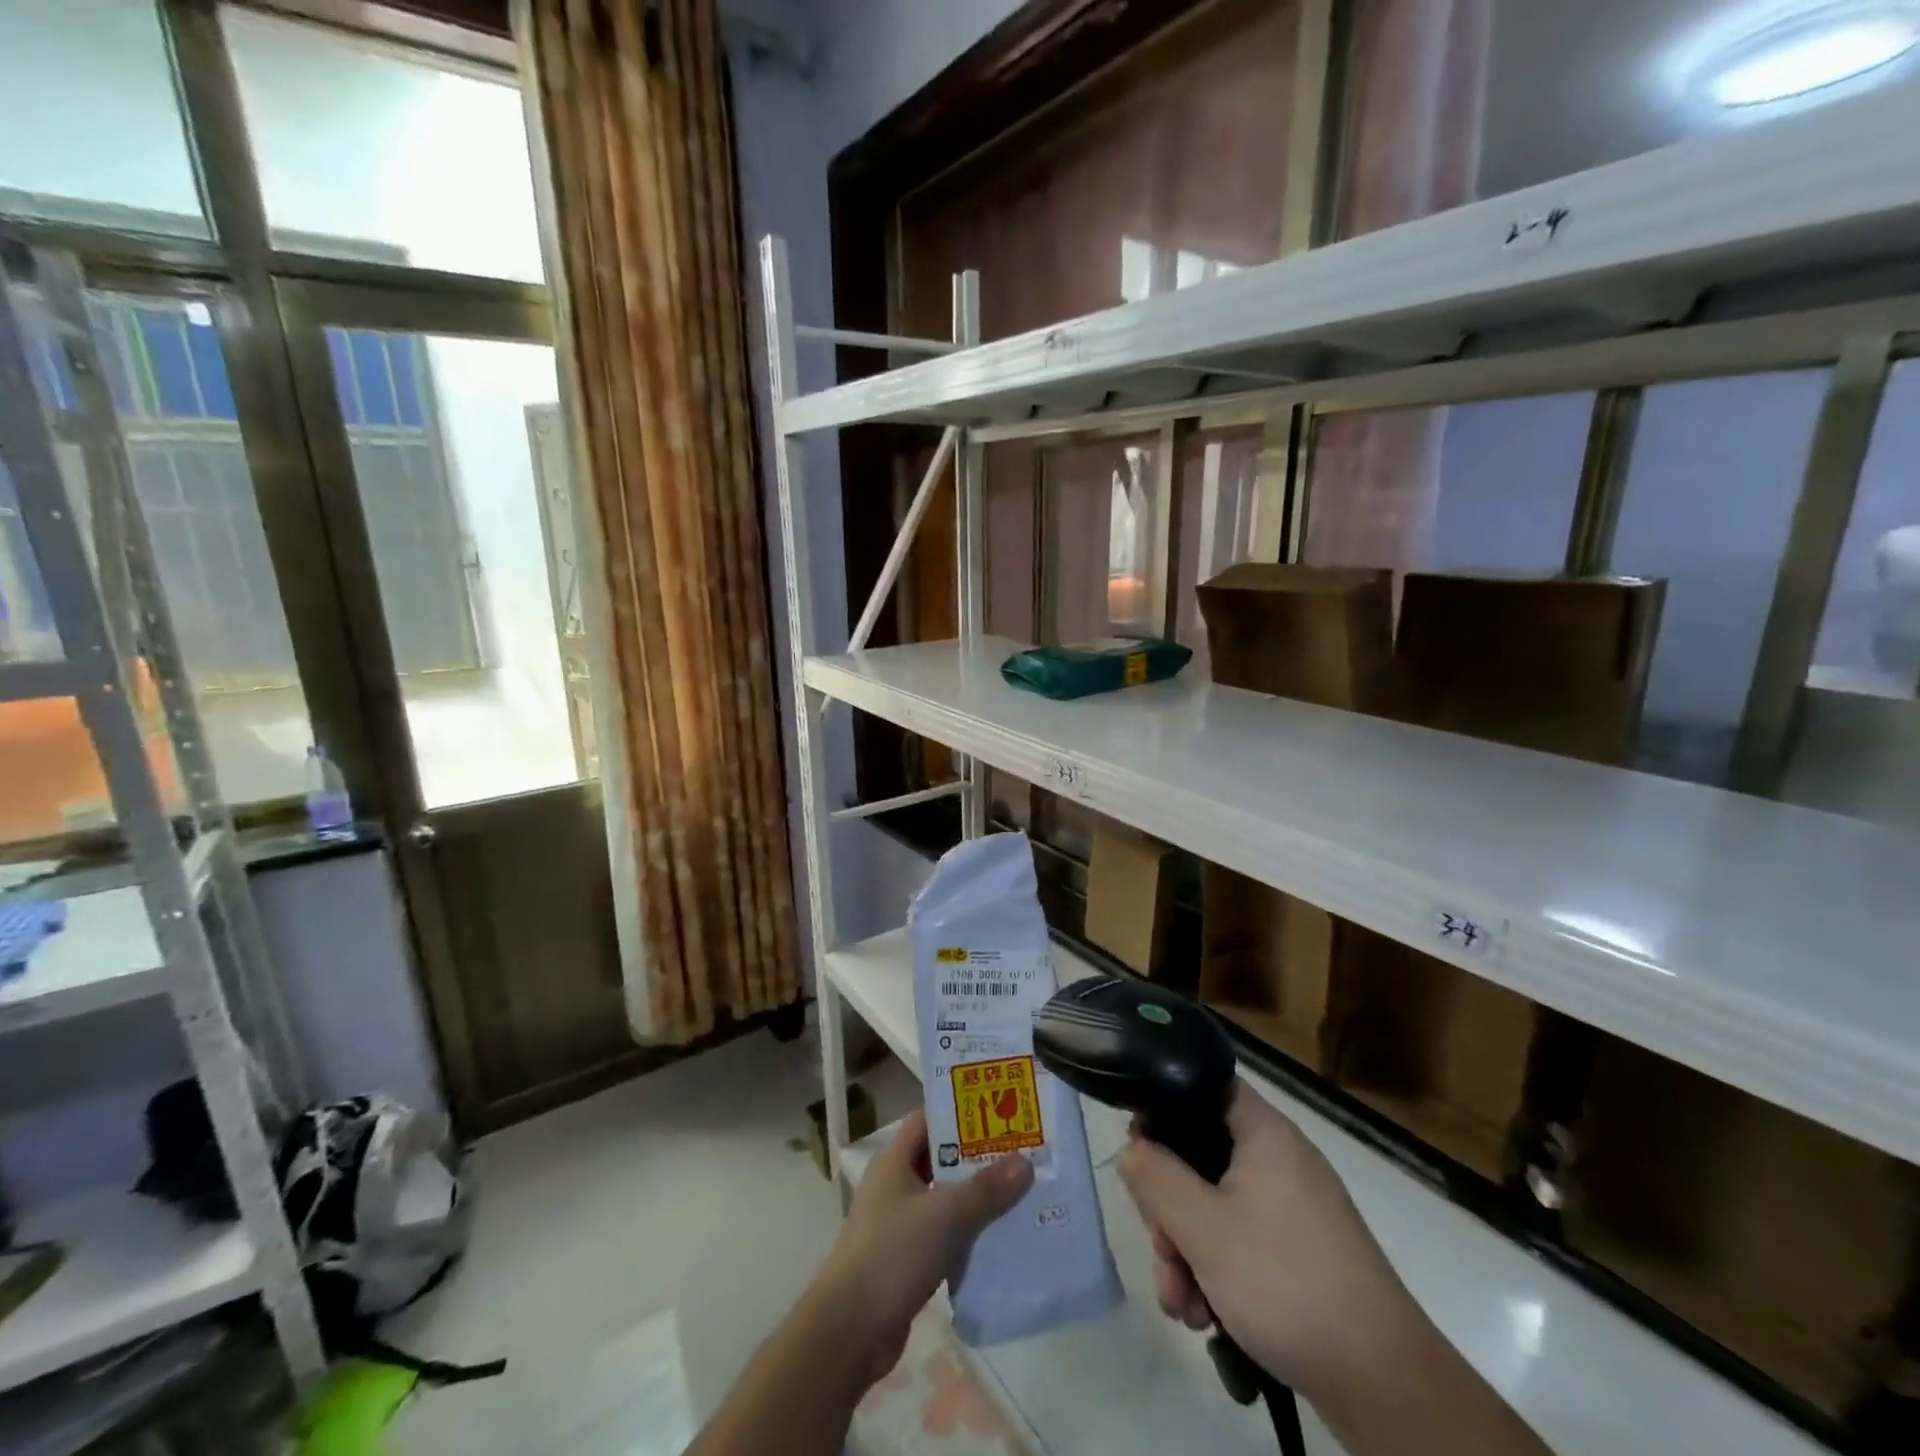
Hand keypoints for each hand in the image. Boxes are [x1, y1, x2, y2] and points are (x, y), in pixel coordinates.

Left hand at [807, 1111, 1033, 1388]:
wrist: (849, 1332)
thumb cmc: (891, 1255)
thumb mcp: (944, 1216)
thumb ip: (985, 1189)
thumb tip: (1026, 1162)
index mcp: (893, 1161)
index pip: (928, 1121)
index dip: (960, 1114)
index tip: (999, 1115)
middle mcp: (893, 1185)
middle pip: (938, 1159)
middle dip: (976, 1157)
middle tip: (1019, 1154)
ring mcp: (897, 1223)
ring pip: (942, 1198)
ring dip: (974, 1197)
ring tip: (1017, 1193)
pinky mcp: (903, 1259)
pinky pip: (941, 1234)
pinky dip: (965, 1233)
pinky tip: (996, 1239)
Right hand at [1117, 1080, 1423, 1397]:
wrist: (1385, 1384)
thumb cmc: (1286, 1283)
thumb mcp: (1202, 1228)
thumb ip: (1154, 1176)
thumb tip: (1131, 1148)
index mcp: (1262, 1131)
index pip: (1200, 1087)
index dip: (1162, 1108)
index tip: (1138, 1153)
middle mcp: (1278, 1158)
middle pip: (1199, 1156)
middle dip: (1169, 1211)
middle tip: (1163, 1256)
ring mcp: (1292, 1206)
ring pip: (1214, 1206)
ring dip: (1187, 1251)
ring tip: (1183, 1308)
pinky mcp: (1301, 1249)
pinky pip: (1240, 1239)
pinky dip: (1217, 1271)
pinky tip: (1207, 1317)